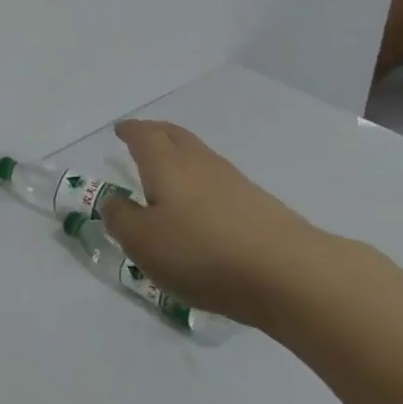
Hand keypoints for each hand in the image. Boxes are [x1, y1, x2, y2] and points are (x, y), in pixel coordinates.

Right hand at [100, 119, 357, 326]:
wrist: (289, 274)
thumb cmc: (202, 252)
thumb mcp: (143, 242)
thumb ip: (121, 218)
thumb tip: (113, 201)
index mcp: (166, 164)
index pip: (144, 136)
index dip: (129, 131)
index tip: (120, 130)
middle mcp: (200, 163)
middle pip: (175, 136)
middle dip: (156, 133)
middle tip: (142, 137)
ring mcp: (234, 182)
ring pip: (200, 157)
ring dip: (180, 156)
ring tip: (168, 171)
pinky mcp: (259, 206)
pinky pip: (219, 182)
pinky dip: (202, 183)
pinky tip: (201, 206)